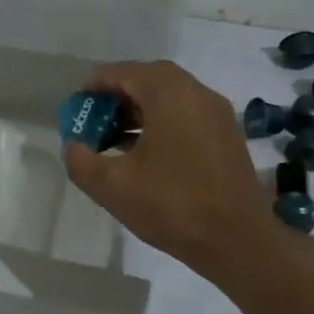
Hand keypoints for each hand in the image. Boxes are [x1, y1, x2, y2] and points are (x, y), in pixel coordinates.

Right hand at [62, 61, 271, 277]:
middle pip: (149, 80)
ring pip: (170, 98)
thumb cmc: (171, 205)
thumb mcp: (111, 186)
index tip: (77, 105)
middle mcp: (197, 93)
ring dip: (139, 111)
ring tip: (113, 139)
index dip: (95, 85)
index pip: (124, 72)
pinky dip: (161, 123)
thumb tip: (75, 146)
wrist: (238, 241)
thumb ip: (81, 160)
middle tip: (94, 119)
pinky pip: (186, 116)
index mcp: (169, 93)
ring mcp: (217, 114)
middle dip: (117, 96)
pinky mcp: (227, 137)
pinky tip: (144, 154)